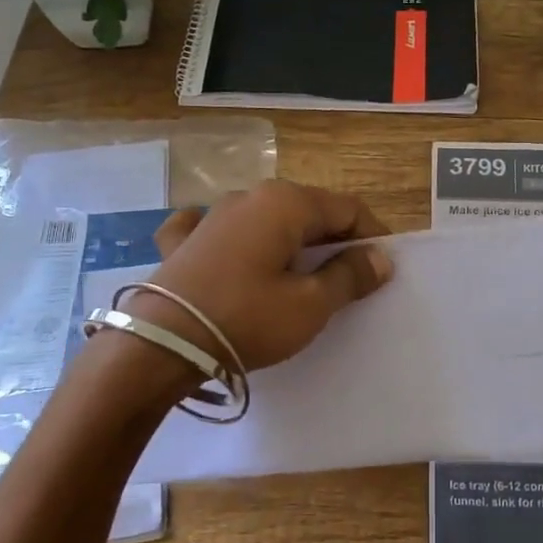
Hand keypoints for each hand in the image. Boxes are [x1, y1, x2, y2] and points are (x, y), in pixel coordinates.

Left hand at [130, 180, 392, 371]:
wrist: (159, 345)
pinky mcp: (183, 241)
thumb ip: (350, 276)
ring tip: (302, 278)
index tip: (383, 268)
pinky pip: (223, 231)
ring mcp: (211, 215)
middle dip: (334, 240)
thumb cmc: (246, 319)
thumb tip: (380, 258)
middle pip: (309, 211)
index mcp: (286, 203)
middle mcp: (249, 197)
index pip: (348, 208)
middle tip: (349, 279)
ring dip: (291, 243)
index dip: (372, 235)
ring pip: (267, 220)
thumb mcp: (310, 304)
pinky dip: (240, 242)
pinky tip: (235, 255)